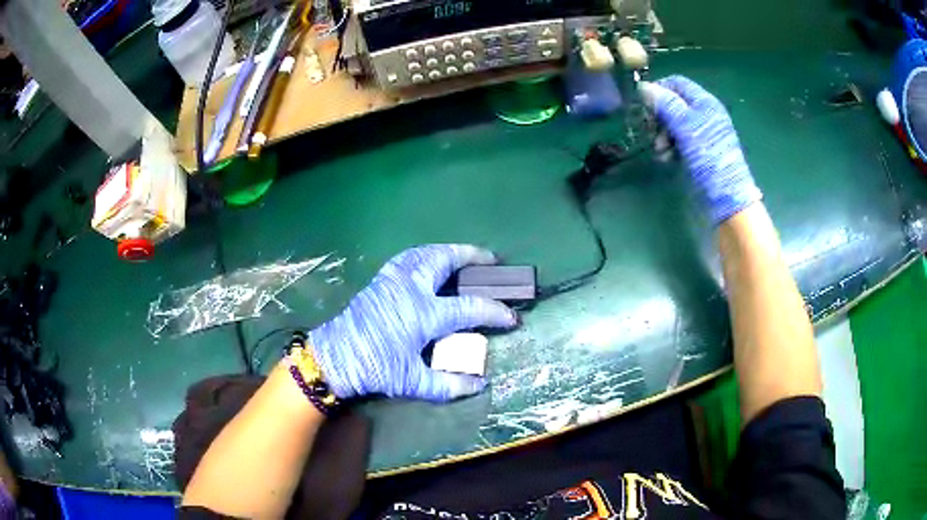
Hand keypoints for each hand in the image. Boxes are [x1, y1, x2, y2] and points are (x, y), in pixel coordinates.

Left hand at [308, 245, 517, 401]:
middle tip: (490, 259)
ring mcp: (392, 280)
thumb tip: (479, 384)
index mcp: (423, 314)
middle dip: (471, 256)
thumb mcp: (413, 382)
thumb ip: (449, 385)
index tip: (511, 317)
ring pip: (424, 252)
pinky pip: (407, 258)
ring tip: (462, 255)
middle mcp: (411, 289)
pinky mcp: (380, 281)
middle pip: (445, 260)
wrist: (334, 357)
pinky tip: (428, 261)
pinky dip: (424, 254)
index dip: (494, 312)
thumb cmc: (374, 368)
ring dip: (447, 250)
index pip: (469, 308)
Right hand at [641, 75, 762, 224]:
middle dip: (659, 116)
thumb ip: (666, 105)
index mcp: (705, 102)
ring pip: (673, 123)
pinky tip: (666, 158)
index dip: (659, 90)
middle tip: (650, 131)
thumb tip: (643, 86)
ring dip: (661, 134)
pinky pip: (679, 140)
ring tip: (660, 151)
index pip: (677, 83)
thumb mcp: (686, 128)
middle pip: (673, 103)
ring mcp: (702, 133)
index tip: (644, 105)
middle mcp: (704, 113)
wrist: (726, 198)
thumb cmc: (709, 158)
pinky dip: (669, 147)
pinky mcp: (699, 150)